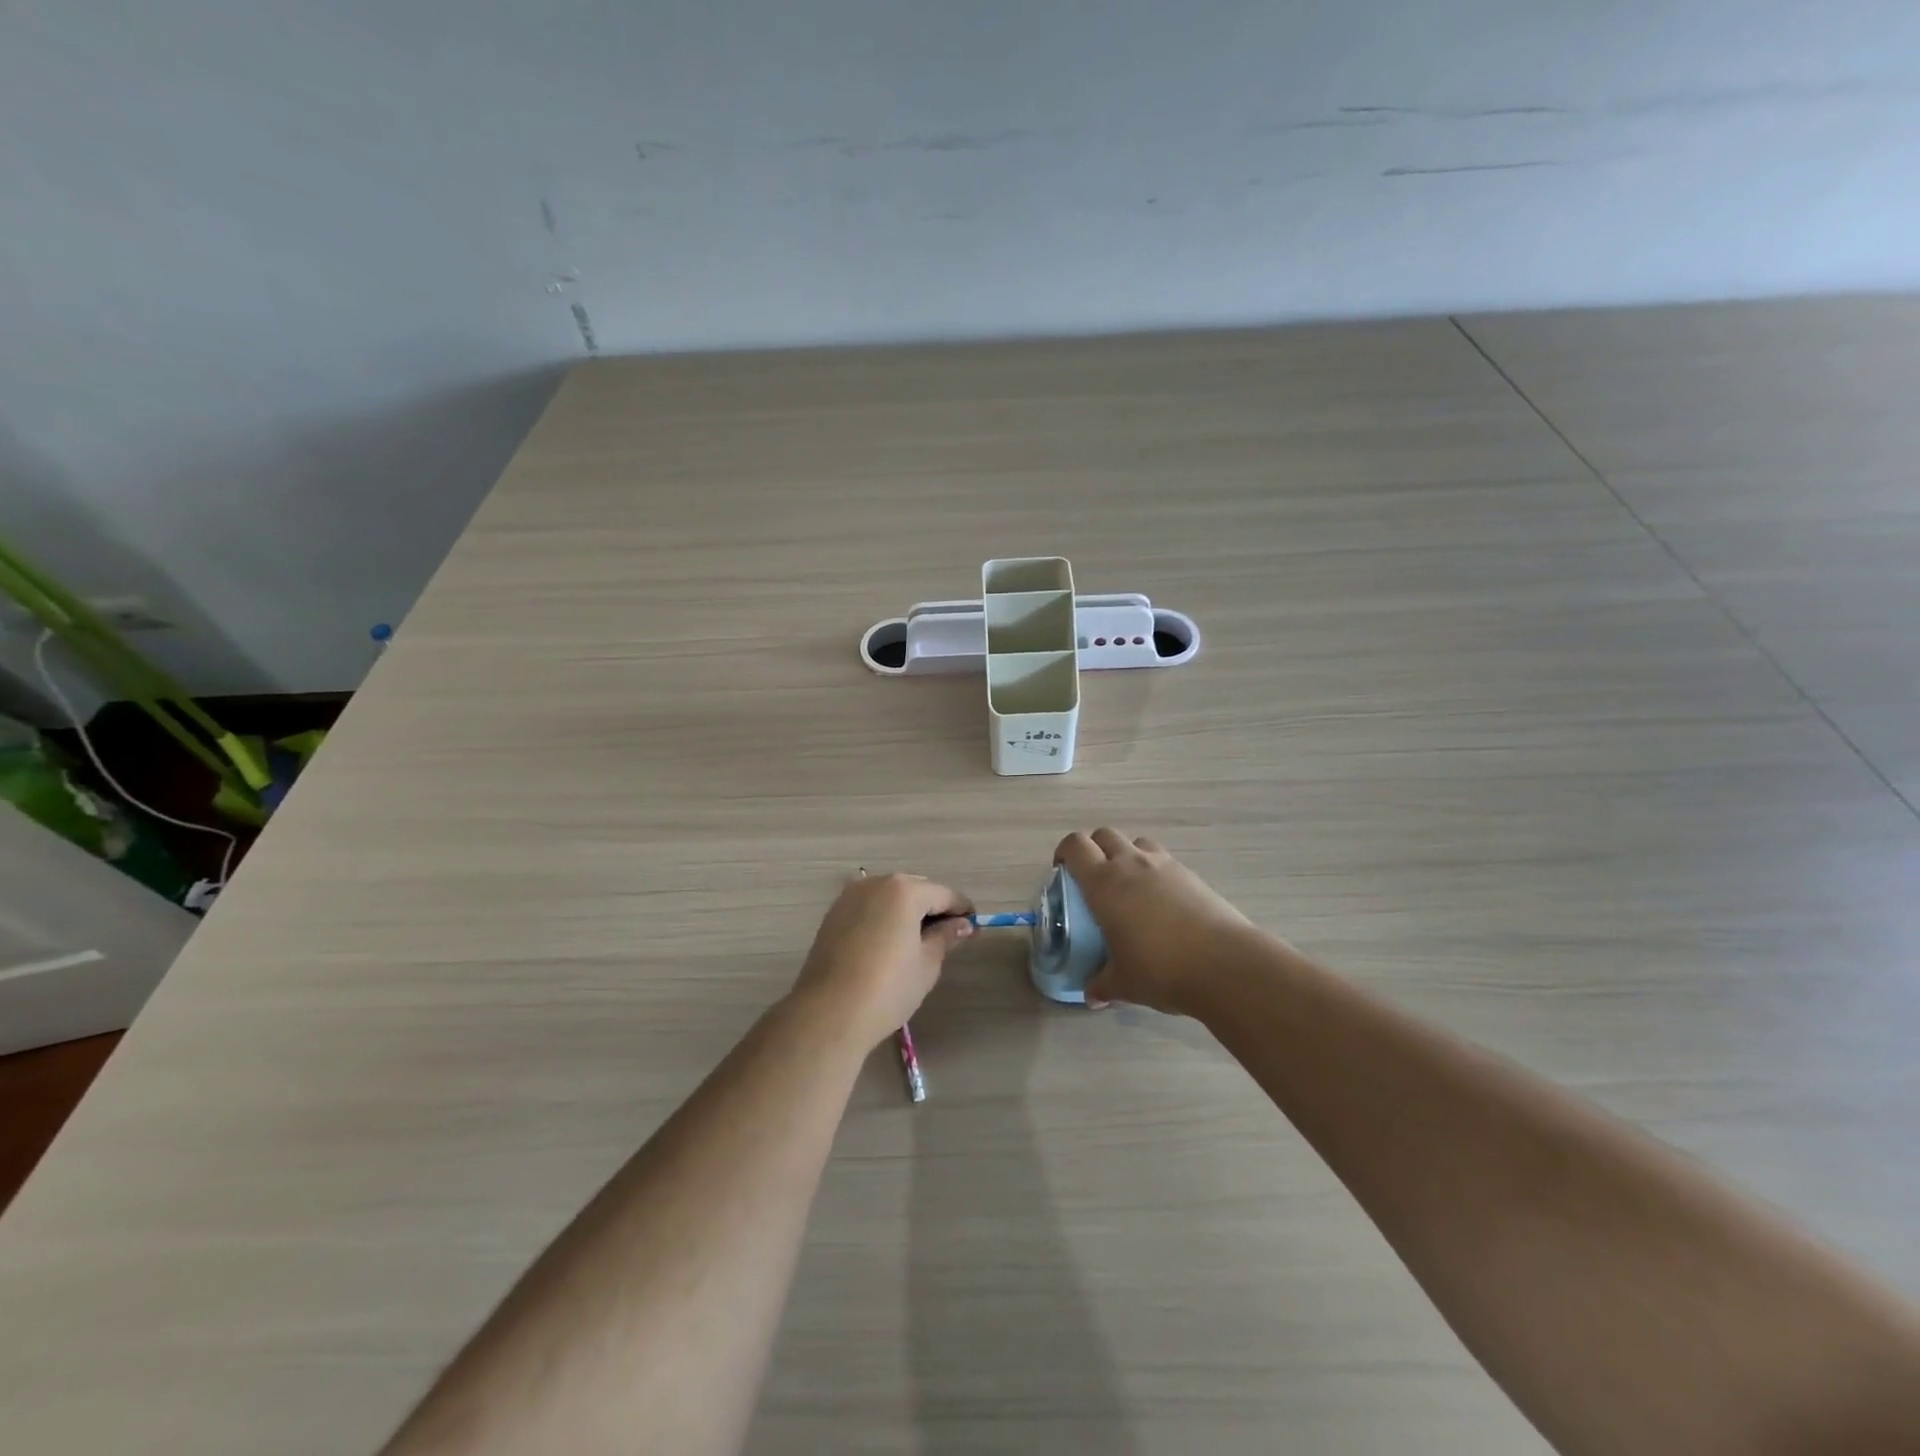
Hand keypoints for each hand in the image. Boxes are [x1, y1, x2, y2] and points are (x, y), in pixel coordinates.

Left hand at [790, 873, 974, 1050]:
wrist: (829, 1012)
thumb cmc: (888, 987)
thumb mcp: (927, 963)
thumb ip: (946, 937)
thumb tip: (963, 925)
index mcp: (904, 890)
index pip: (944, 894)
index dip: (962, 911)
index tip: (974, 929)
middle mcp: (875, 883)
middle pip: (916, 890)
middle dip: (934, 909)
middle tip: (949, 937)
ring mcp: (850, 897)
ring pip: (890, 897)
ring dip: (907, 912)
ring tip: (919, 942)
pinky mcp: (833, 915)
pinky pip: (870, 908)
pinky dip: (884, 918)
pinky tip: (890, 943)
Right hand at [1055, 828, 1258, 1015]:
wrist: (1224, 964)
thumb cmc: (1161, 969)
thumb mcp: (1123, 983)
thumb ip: (1103, 984)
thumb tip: (1092, 996)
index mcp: (1104, 883)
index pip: (1075, 846)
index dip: (1064, 853)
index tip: (1062, 872)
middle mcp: (1131, 864)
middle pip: (1104, 835)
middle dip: (1093, 849)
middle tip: (1092, 878)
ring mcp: (1164, 865)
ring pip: (1136, 842)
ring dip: (1126, 854)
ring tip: (1128, 886)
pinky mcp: (1190, 875)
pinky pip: (1163, 860)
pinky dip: (1153, 870)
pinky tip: (1160, 903)